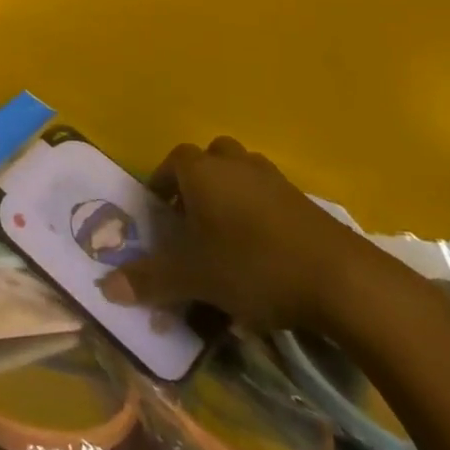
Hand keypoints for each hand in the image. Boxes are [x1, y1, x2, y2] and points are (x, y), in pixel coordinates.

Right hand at [100, 136, 376, 331]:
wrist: (344, 281)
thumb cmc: (253, 266)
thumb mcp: (194, 278)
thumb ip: (149, 280)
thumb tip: (105, 289)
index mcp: (201, 171)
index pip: (171, 163)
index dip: (162, 185)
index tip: (160, 215)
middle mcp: (234, 164)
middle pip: (209, 159)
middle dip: (198, 183)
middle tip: (193, 220)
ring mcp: (274, 179)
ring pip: (242, 174)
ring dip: (232, 195)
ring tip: (228, 237)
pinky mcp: (306, 202)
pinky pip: (271, 197)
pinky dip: (262, 214)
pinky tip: (266, 253)